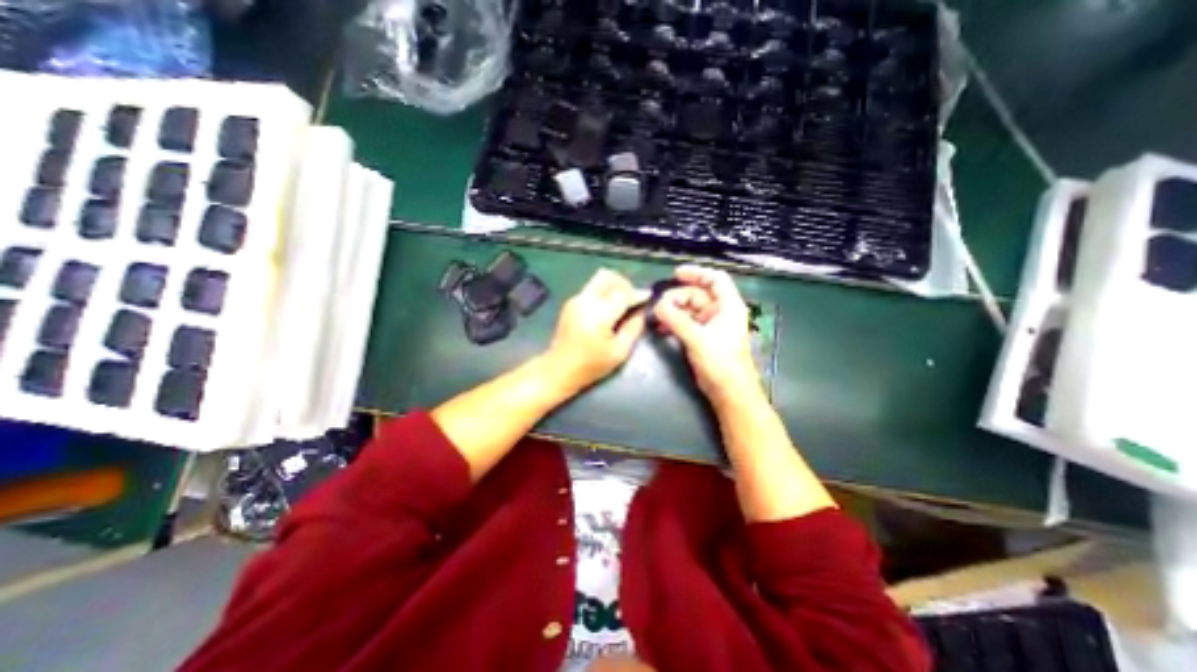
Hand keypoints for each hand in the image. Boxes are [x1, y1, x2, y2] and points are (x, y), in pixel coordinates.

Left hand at [546, 268, 651, 393]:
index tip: (648, 299)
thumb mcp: (620, 351)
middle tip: (632, 301)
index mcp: (599, 314)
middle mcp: (586, 300)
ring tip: (621, 305)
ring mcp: (576, 299)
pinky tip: (607, 310)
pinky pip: (592, 288)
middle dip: (625, 285)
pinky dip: (604, 292)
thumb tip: (642, 310)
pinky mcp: (571, 302)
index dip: (638, 294)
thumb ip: (634, 328)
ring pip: (599, 279)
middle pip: (609, 276)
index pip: (623, 292)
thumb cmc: (591, 365)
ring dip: (614, 287)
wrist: (559, 369)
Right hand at [651, 264, 760, 402]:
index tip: (675, 274)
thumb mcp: (697, 338)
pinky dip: (673, 323)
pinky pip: (685, 323)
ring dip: (673, 311)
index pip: (715, 279)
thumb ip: (676, 320)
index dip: (696, 273)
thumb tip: (657, 306)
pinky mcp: (702, 337)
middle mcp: (720, 312)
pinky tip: (660, 328)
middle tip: (659, 305)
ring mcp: (711, 325)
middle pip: (697, 294)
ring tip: (657, 317)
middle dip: (677, 298)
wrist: (728, 391)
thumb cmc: (720, 362)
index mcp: (728, 306)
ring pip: (689, 309)